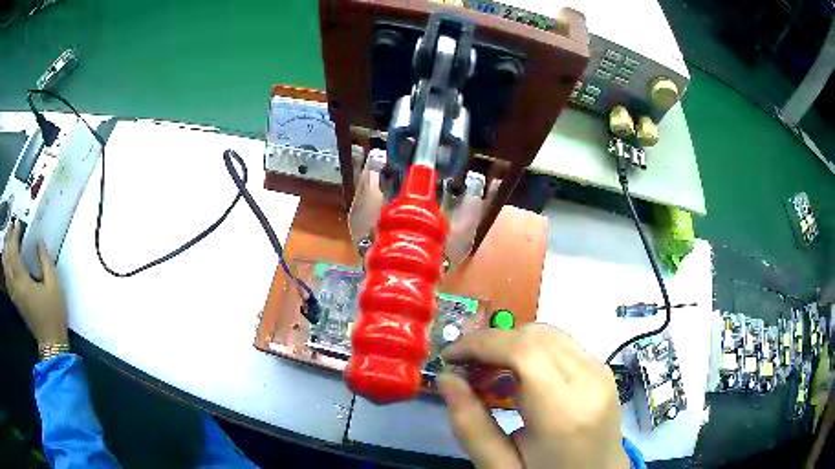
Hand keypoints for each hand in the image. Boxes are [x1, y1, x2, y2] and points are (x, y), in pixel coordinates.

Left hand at [2, 221, 67, 346]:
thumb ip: (45, 261)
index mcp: (23, 282)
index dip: (14, 236)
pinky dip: (5, 268)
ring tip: (6, 239)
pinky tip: (6, 261)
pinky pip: (7, 281)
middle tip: (11, 226)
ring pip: (5, 269)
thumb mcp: (54, 286)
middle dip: (8, 240)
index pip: (14, 253)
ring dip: (5, 252)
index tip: (18, 223)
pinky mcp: (16, 301)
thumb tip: (39, 242)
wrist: (51, 343)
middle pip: (7, 259)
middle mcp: (16, 287)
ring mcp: (15, 296)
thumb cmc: (54, 314)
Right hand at [439, 324, 628, 468]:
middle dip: (493, 343)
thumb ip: (471, 426)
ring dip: (512, 345)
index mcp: (565, 412)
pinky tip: (519, 379)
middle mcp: (591, 381)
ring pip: (549, 334)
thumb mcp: (500, 468)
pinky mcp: (603, 371)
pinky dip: (532, 352)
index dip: (481, 344)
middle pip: (536, 335)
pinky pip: (562, 345)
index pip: (524, 351)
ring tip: (489, 374)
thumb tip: (447, 379)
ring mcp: (602, 372)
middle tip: (466, 369)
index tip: (449, 358)